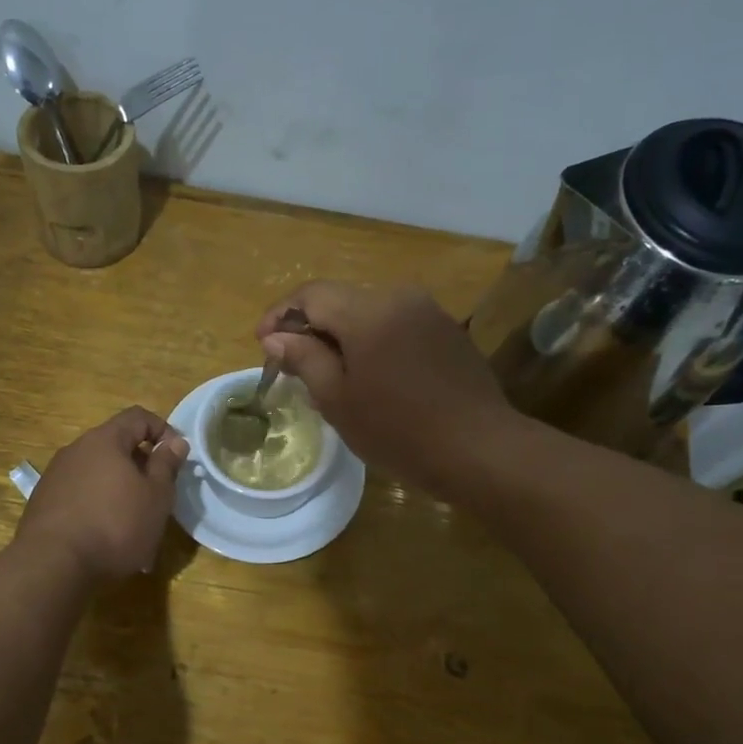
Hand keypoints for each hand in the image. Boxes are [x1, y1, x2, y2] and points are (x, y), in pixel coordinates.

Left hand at [17, 407, 188, 580]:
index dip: (163, 430)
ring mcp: (56, 476)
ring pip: (99, 475)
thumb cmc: (115, 525)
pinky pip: (81, 497)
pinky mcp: (44, 503)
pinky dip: (99, 509)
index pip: (138, 416)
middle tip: (159, 496)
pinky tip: (108, 541)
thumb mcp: (156, 496)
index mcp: (104, 440)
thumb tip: (175, 442)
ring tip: (136, 527)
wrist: (52, 565)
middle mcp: (76, 450)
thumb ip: (167, 465)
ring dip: (121, 492)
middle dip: (141, 468)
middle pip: (116, 446)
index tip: (176, 457)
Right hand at [257, 282, 516, 498]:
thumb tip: (276, 336)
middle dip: (310, 326)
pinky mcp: (447, 331)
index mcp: (368, 311)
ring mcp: (428, 312)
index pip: (311, 294)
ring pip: (369, 312)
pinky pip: (396, 325)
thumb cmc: (399, 430)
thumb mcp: (339, 401)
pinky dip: (372, 341)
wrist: (480, 449)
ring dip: (341, 335)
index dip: (281, 315)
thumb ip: (305, 359)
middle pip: (340, 299)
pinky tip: (369, 375)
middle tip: (291, 363)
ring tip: (328, 373)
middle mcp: (399, 297)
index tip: (262, 343)